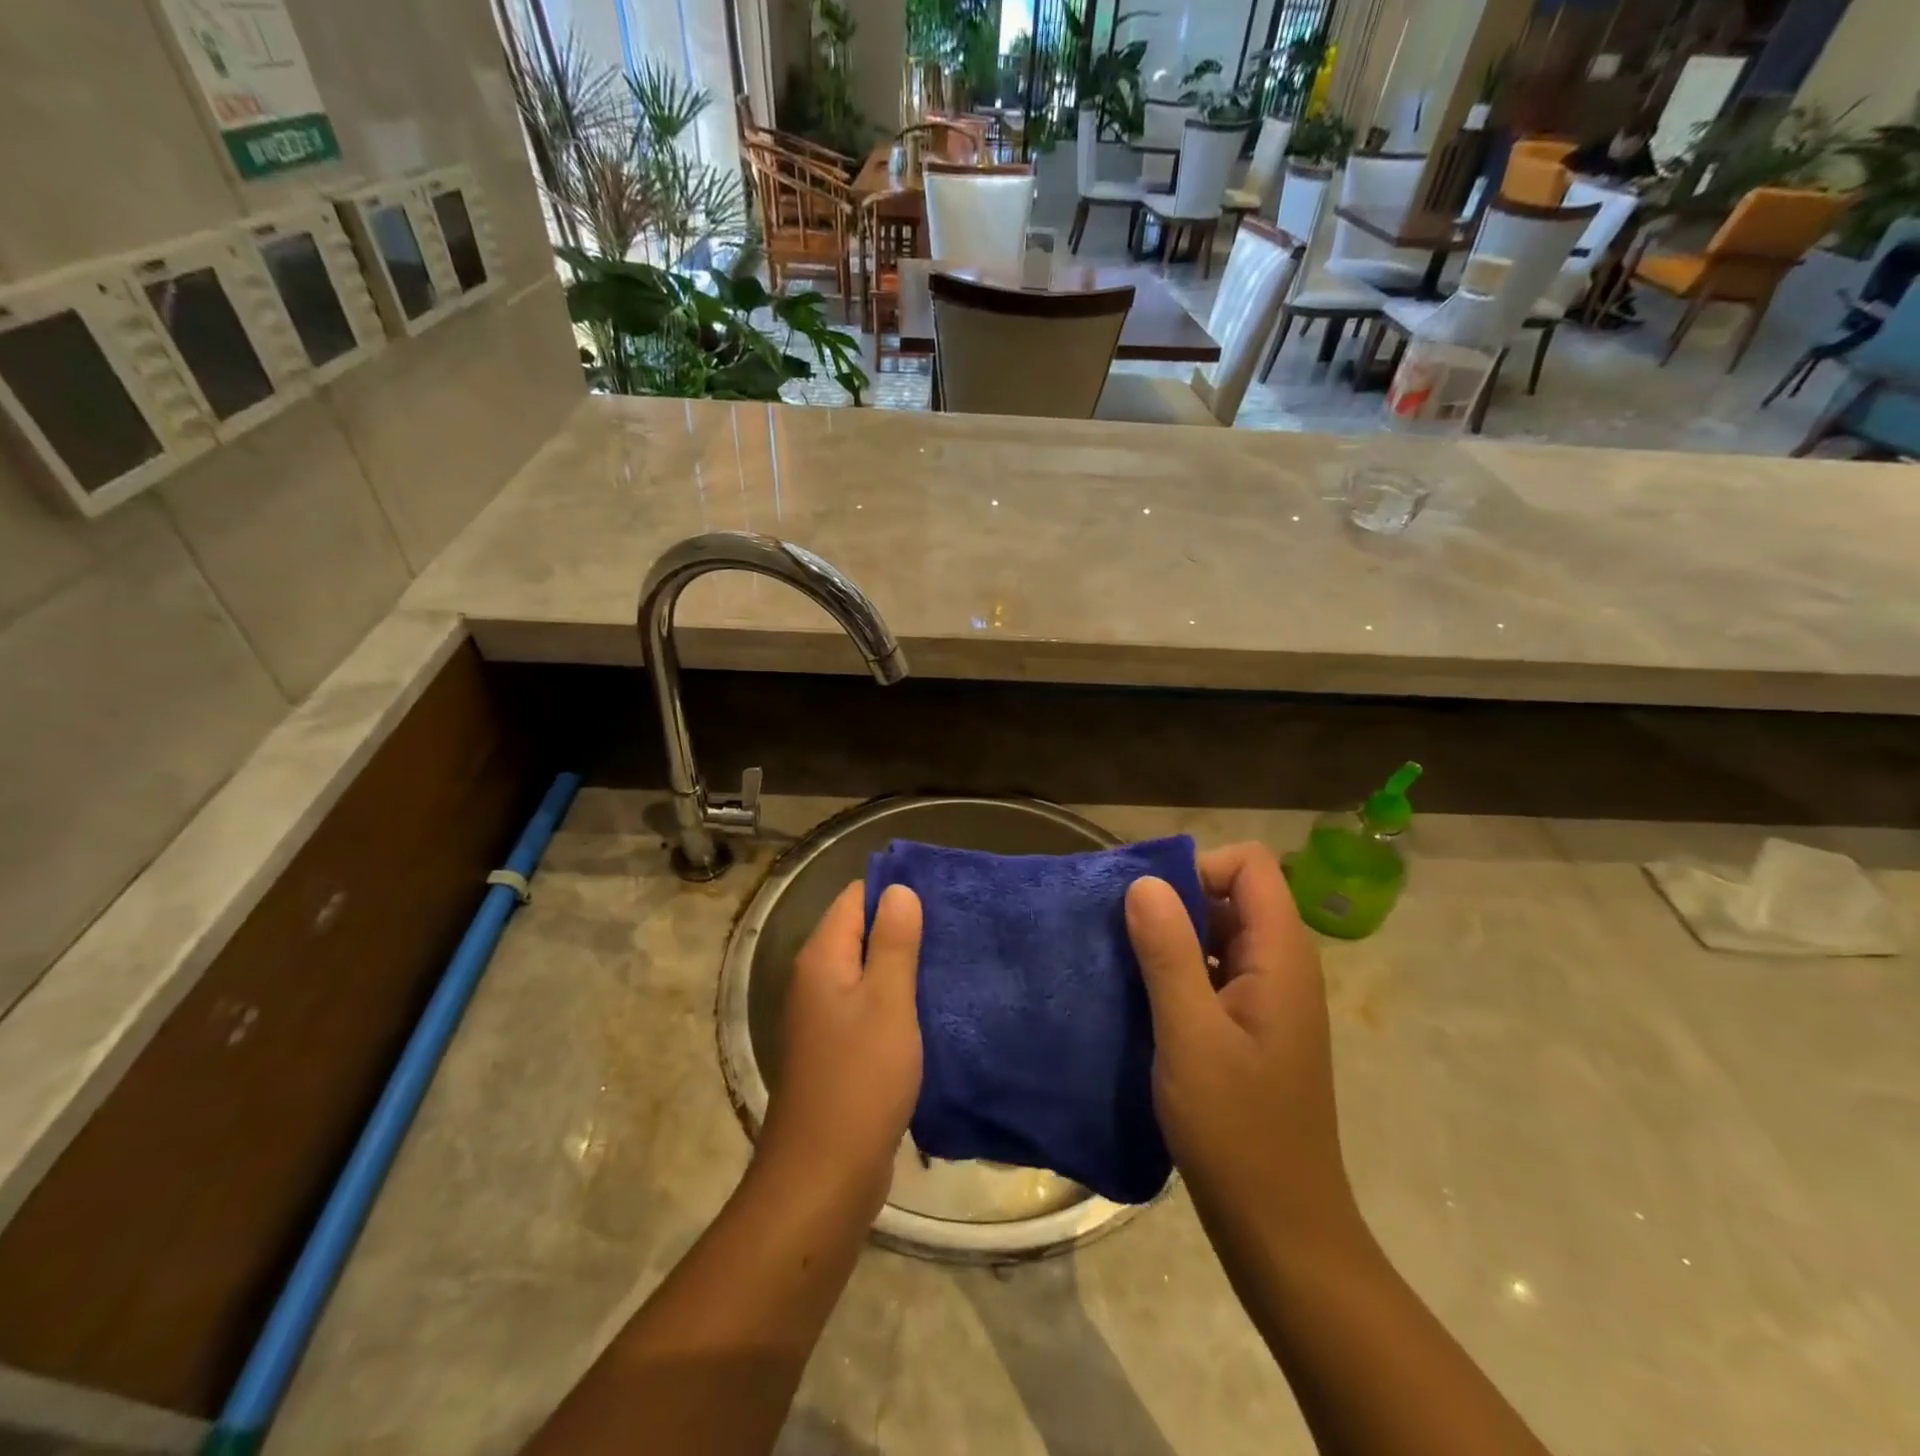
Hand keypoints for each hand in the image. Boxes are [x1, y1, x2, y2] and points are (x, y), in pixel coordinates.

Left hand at [757, 882, 922, 1216]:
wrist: (824, 1175)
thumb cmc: (860, 1079)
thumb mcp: (886, 1001)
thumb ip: (893, 942)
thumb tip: (899, 889)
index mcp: (822, 958)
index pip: (855, 898)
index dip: (895, 892)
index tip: (942, 896)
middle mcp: (817, 979)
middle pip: (861, 932)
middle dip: (905, 928)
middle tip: (957, 929)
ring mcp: (825, 1017)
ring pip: (869, 971)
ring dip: (905, 966)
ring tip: (953, 962)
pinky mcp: (839, 1049)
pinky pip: (871, 1006)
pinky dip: (898, 1000)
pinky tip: (933, 1008)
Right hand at [1125, 843, 1356, 1242]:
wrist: (1280, 1229)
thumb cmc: (1238, 1130)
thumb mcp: (1191, 1036)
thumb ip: (1168, 953)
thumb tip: (1143, 882)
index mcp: (1281, 956)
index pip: (1248, 865)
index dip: (1197, 867)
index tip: (1145, 901)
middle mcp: (1281, 965)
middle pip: (1231, 894)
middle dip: (1173, 899)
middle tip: (1115, 928)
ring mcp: (1267, 997)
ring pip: (1218, 933)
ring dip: (1169, 937)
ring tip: (1118, 959)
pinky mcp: (1249, 1026)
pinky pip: (1213, 971)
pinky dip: (1176, 970)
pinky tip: (1138, 997)